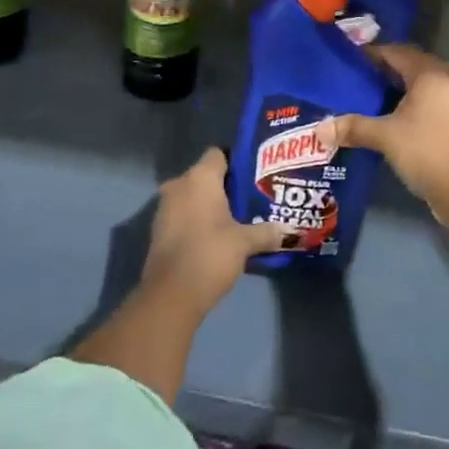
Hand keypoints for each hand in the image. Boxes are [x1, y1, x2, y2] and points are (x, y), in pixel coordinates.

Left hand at [143, 148, 282, 314]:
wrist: (171, 294)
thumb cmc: (210, 254)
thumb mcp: (245, 242)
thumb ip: (267, 232)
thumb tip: (289, 230)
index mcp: (199, 178)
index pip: (219, 154)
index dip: (237, 162)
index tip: (256, 176)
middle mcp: (179, 185)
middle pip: (207, 175)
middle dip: (227, 186)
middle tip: (253, 198)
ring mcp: (165, 207)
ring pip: (194, 196)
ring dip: (212, 204)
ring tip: (239, 218)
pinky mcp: (159, 229)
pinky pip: (184, 214)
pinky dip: (199, 220)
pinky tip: (218, 235)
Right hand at [334, 45, 448, 229]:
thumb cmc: (427, 152)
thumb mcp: (385, 137)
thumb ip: (353, 127)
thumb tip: (318, 130)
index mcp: (430, 74)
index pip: (396, 52)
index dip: (371, 54)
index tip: (347, 62)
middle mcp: (446, 81)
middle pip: (409, 67)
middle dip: (382, 72)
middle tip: (354, 80)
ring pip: (419, 87)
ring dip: (395, 91)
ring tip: (366, 100)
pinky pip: (427, 103)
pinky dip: (407, 106)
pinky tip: (388, 120)